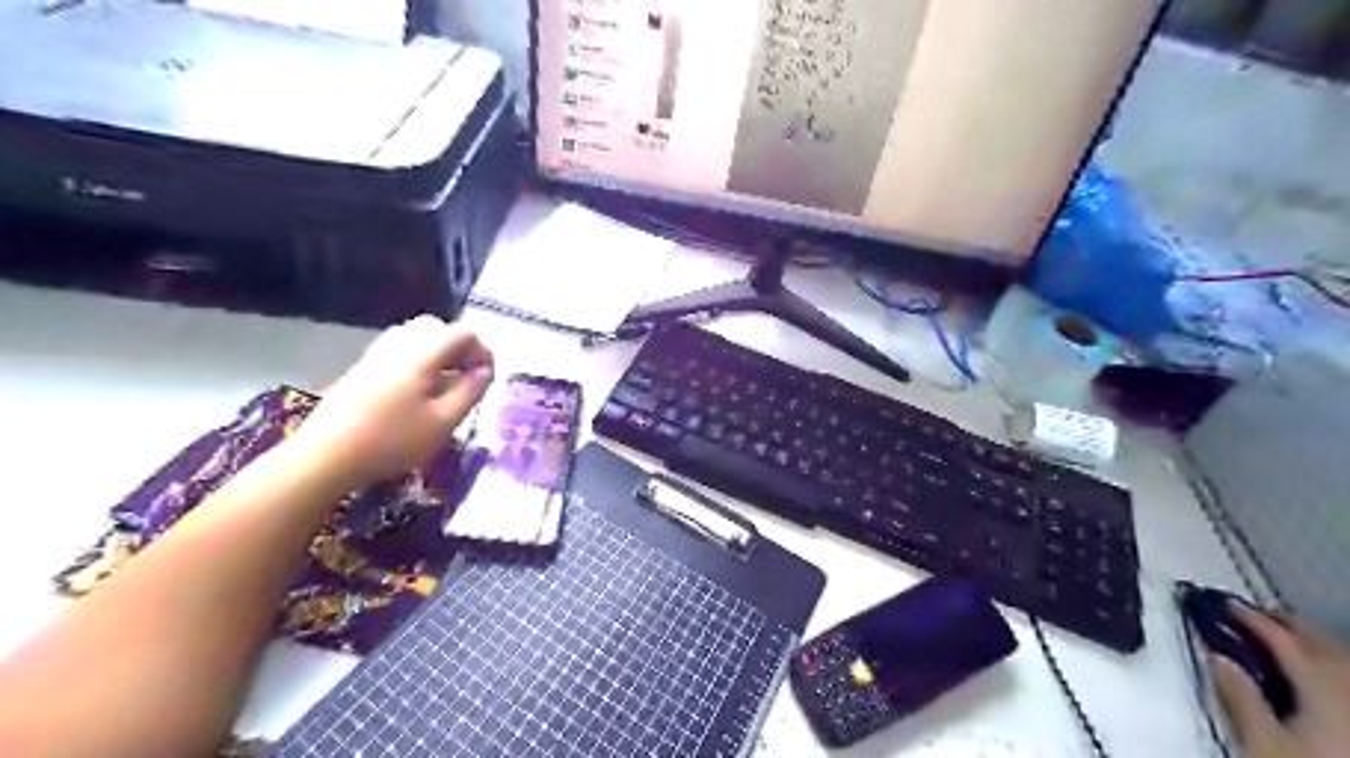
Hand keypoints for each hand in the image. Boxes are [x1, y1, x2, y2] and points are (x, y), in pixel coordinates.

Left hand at [289, 313, 493, 487]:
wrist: (325, 456)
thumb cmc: (392, 440)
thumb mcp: (443, 421)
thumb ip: (469, 392)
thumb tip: (485, 371)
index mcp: (423, 353)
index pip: (463, 334)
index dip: (483, 352)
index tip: (488, 378)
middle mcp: (399, 344)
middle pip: (437, 328)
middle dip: (460, 348)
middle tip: (468, 377)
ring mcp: (376, 354)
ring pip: (416, 337)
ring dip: (438, 353)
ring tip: (446, 383)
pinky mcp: (362, 368)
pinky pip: (399, 349)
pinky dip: (418, 360)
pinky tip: (418, 390)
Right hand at [1209, 604, 1349, 757]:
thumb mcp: (1261, 740)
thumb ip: (1239, 696)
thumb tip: (1217, 658)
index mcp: (1322, 686)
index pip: (1282, 639)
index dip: (1250, 618)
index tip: (1224, 604)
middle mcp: (1348, 688)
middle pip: (1318, 644)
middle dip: (1282, 625)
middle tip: (1249, 616)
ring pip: (1338, 659)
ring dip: (1305, 643)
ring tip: (1277, 639)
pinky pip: (1345, 677)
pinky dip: (1323, 665)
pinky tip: (1309, 673)